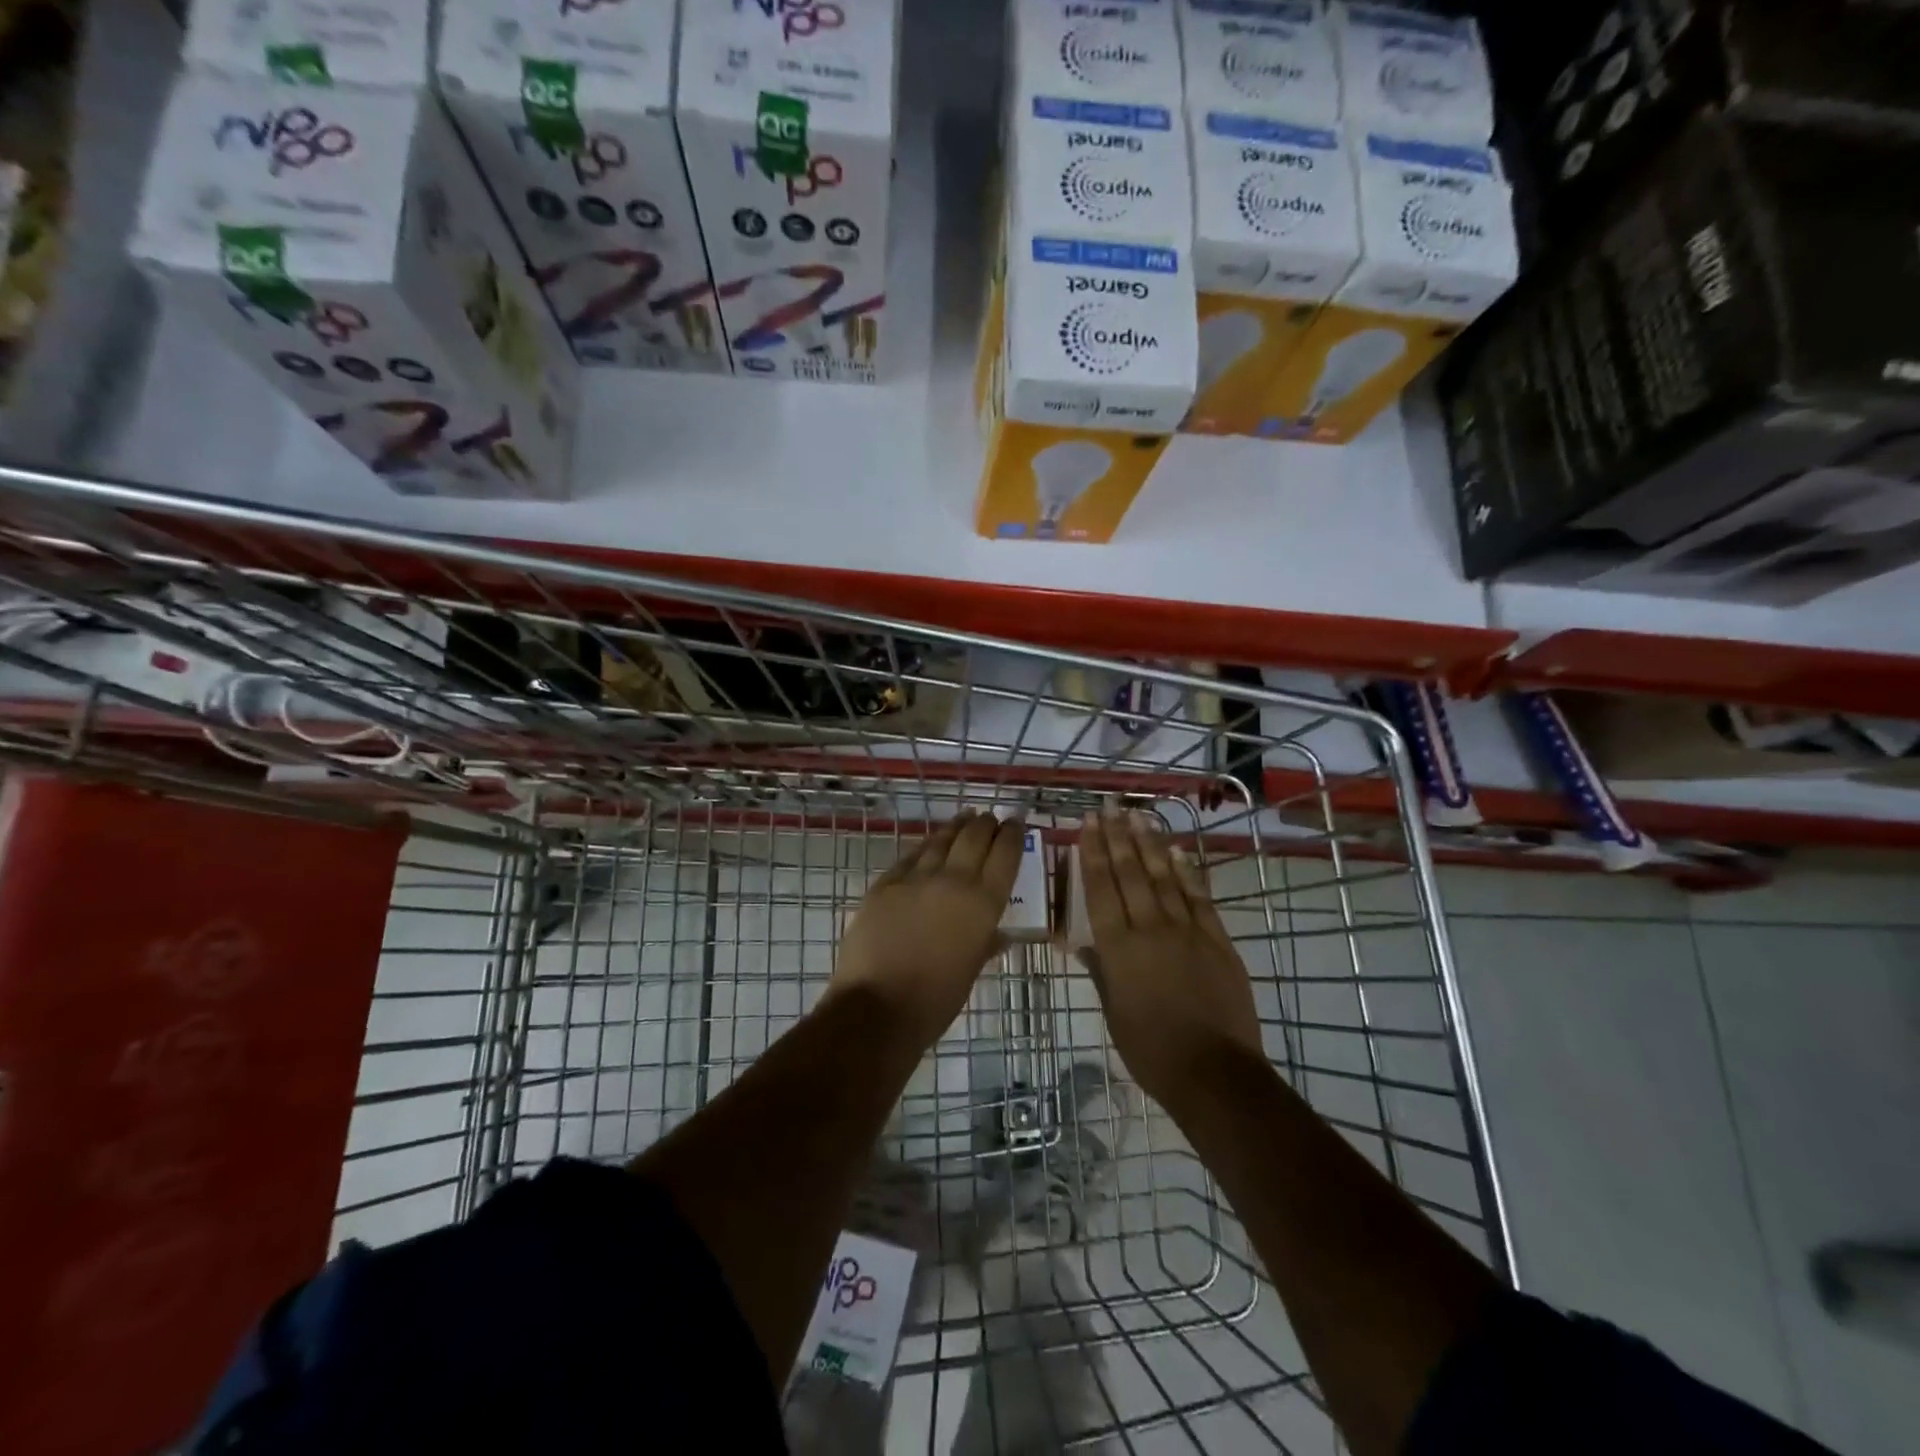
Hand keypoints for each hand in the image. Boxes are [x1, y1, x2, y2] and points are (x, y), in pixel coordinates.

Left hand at [829, 810, 1025, 1051]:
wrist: (877, 1007)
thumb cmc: (934, 1001)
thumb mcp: (971, 972)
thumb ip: (985, 945)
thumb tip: (998, 935)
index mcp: (982, 904)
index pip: (1004, 855)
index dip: (1012, 835)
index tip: (1016, 822)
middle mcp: (953, 881)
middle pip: (974, 838)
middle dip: (985, 824)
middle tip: (991, 817)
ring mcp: (916, 879)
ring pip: (941, 840)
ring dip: (956, 827)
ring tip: (965, 817)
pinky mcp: (885, 883)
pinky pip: (911, 856)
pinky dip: (925, 845)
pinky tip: (929, 843)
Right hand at [1079, 809, 1262, 1109]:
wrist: (1213, 1071)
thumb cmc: (1151, 1049)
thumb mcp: (1114, 1012)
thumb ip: (1102, 971)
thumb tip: (1086, 943)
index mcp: (1118, 948)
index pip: (1101, 889)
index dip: (1092, 854)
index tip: (1087, 826)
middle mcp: (1149, 929)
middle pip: (1130, 874)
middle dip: (1116, 838)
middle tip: (1108, 808)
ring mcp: (1187, 930)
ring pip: (1163, 877)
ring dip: (1149, 844)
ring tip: (1137, 817)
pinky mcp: (1216, 939)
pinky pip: (1198, 897)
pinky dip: (1186, 871)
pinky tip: (1176, 851)